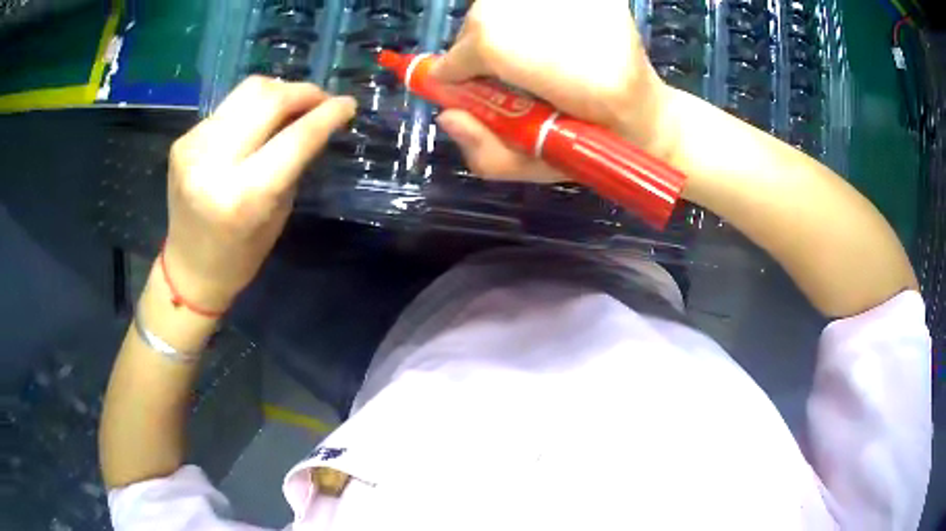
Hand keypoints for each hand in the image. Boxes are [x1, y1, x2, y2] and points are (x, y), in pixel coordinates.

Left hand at [163, 76, 356, 310]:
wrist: (189, 269)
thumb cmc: (241, 255)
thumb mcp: (278, 212)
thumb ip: (294, 163)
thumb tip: (314, 121)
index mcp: (243, 195)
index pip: (295, 139)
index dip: (327, 115)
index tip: (348, 104)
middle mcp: (213, 164)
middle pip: (268, 99)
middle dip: (303, 92)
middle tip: (321, 100)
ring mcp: (193, 147)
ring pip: (247, 91)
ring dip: (279, 92)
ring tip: (292, 105)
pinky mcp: (183, 140)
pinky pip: (228, 108)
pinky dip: (251, 110)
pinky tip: (257, 124)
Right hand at [432, 0, 675, 182]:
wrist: (648, 115)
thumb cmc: (595, 147)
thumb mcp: (537, 168)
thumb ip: (487, 152)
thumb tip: (448, 116)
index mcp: (580, 79)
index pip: (488, 46)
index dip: (458, 65)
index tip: (453, 82)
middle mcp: (584, 27)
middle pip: (489, 17)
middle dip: (474, 45)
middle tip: (487, 69)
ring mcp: (591, 5)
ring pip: (504, 3)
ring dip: (494, 27)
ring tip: (516, 54)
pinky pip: (528, 1)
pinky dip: (519, 15)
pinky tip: (539, 37)